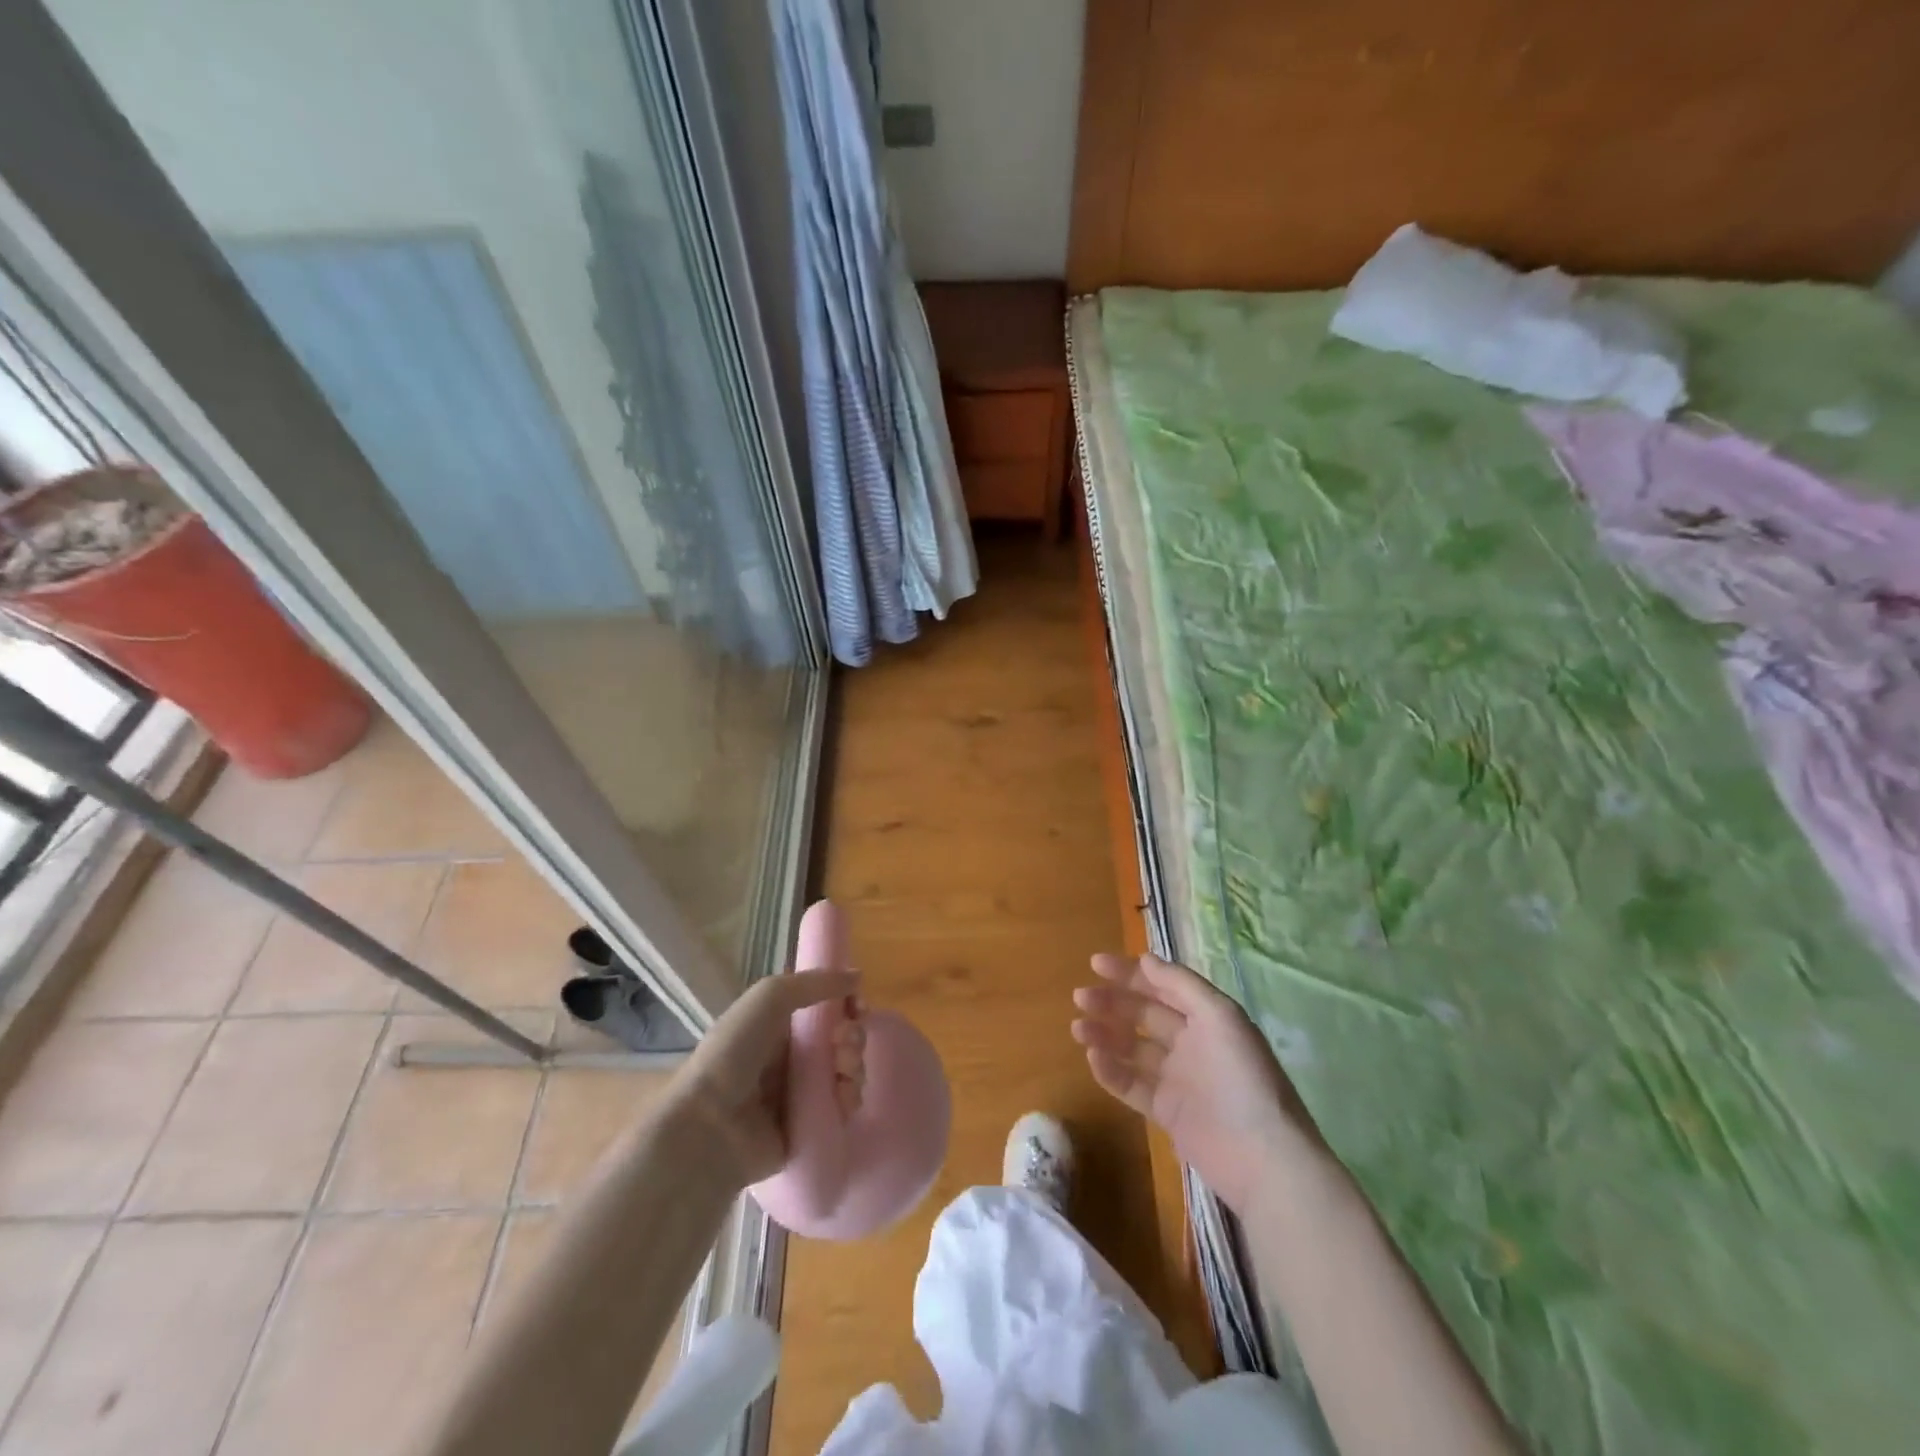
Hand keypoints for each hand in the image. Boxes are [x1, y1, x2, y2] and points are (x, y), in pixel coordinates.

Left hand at [677, 968, 862, 1189]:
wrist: (709, 1125)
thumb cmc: (734, 1052)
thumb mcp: (770, 997)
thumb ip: (815, 982)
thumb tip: (858, 975)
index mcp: (778, 1027)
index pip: (825, 1011)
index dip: (846, 1005)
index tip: (858, 1005)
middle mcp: (790, 1059)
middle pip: (840, 1041)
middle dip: (853, 1036)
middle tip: (844, 1041)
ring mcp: (800, 1096)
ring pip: (846, 1073)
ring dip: (854, 1065)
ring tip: (842, 1070)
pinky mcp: (809, 1128)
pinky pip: (842, 1109)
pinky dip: (848, 1099)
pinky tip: (842, 1096)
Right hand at [1072, 953, 1327, 1216]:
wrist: (1263, 1157)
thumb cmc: (1242, 1076)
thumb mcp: (1219, 1016)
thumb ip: (1181, 984)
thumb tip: (1144, 958)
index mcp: (1208, 1017)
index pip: (1163, 986)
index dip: (1130, 973)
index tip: (1095, 964)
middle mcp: (1192, 1043)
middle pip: (1144, 1015)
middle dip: (1112, 1002)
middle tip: (1080, 997)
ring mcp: (1179, 1079)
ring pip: (1133, 1049)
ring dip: (1105, 1035)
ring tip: (1078, 1028)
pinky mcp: (1168, 1113)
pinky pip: (1133, 1085)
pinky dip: (1112, 1071)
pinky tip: (1093, 1058)